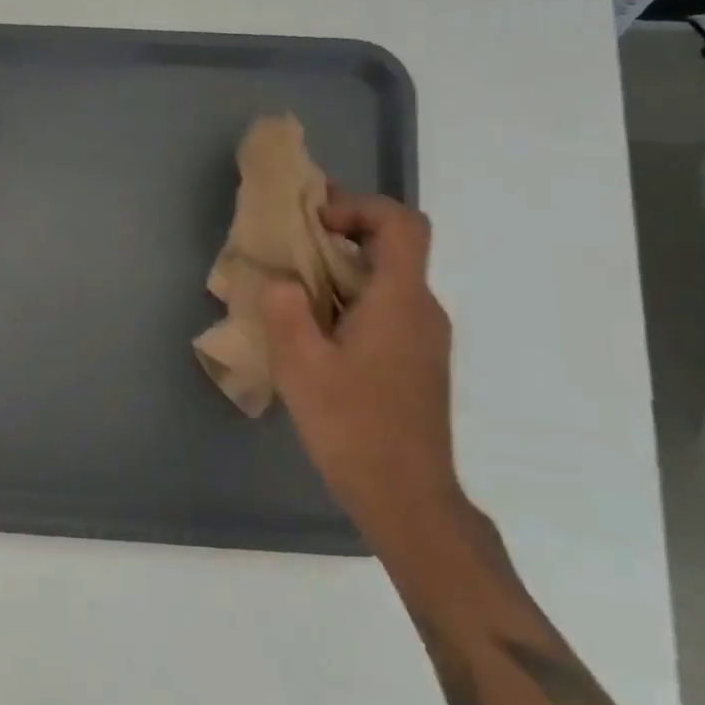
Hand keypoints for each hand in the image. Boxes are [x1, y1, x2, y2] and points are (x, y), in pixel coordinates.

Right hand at [260, 191, 460, 547]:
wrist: (406, 498)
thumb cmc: (353, 427)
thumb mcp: (301, 366)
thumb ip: (285, 310)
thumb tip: (281, 281)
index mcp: (400, 301)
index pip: (401, 223)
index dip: (360, 206)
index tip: (314, 221)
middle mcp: (422, 310)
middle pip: (392, 248)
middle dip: (340, 235)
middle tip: (289, 247)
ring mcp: (423, 338)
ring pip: (386, 280)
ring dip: (341, 270)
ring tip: (291, 290)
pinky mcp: (416, 362)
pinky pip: (385, 309)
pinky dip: (350, 300)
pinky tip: (313, 333)